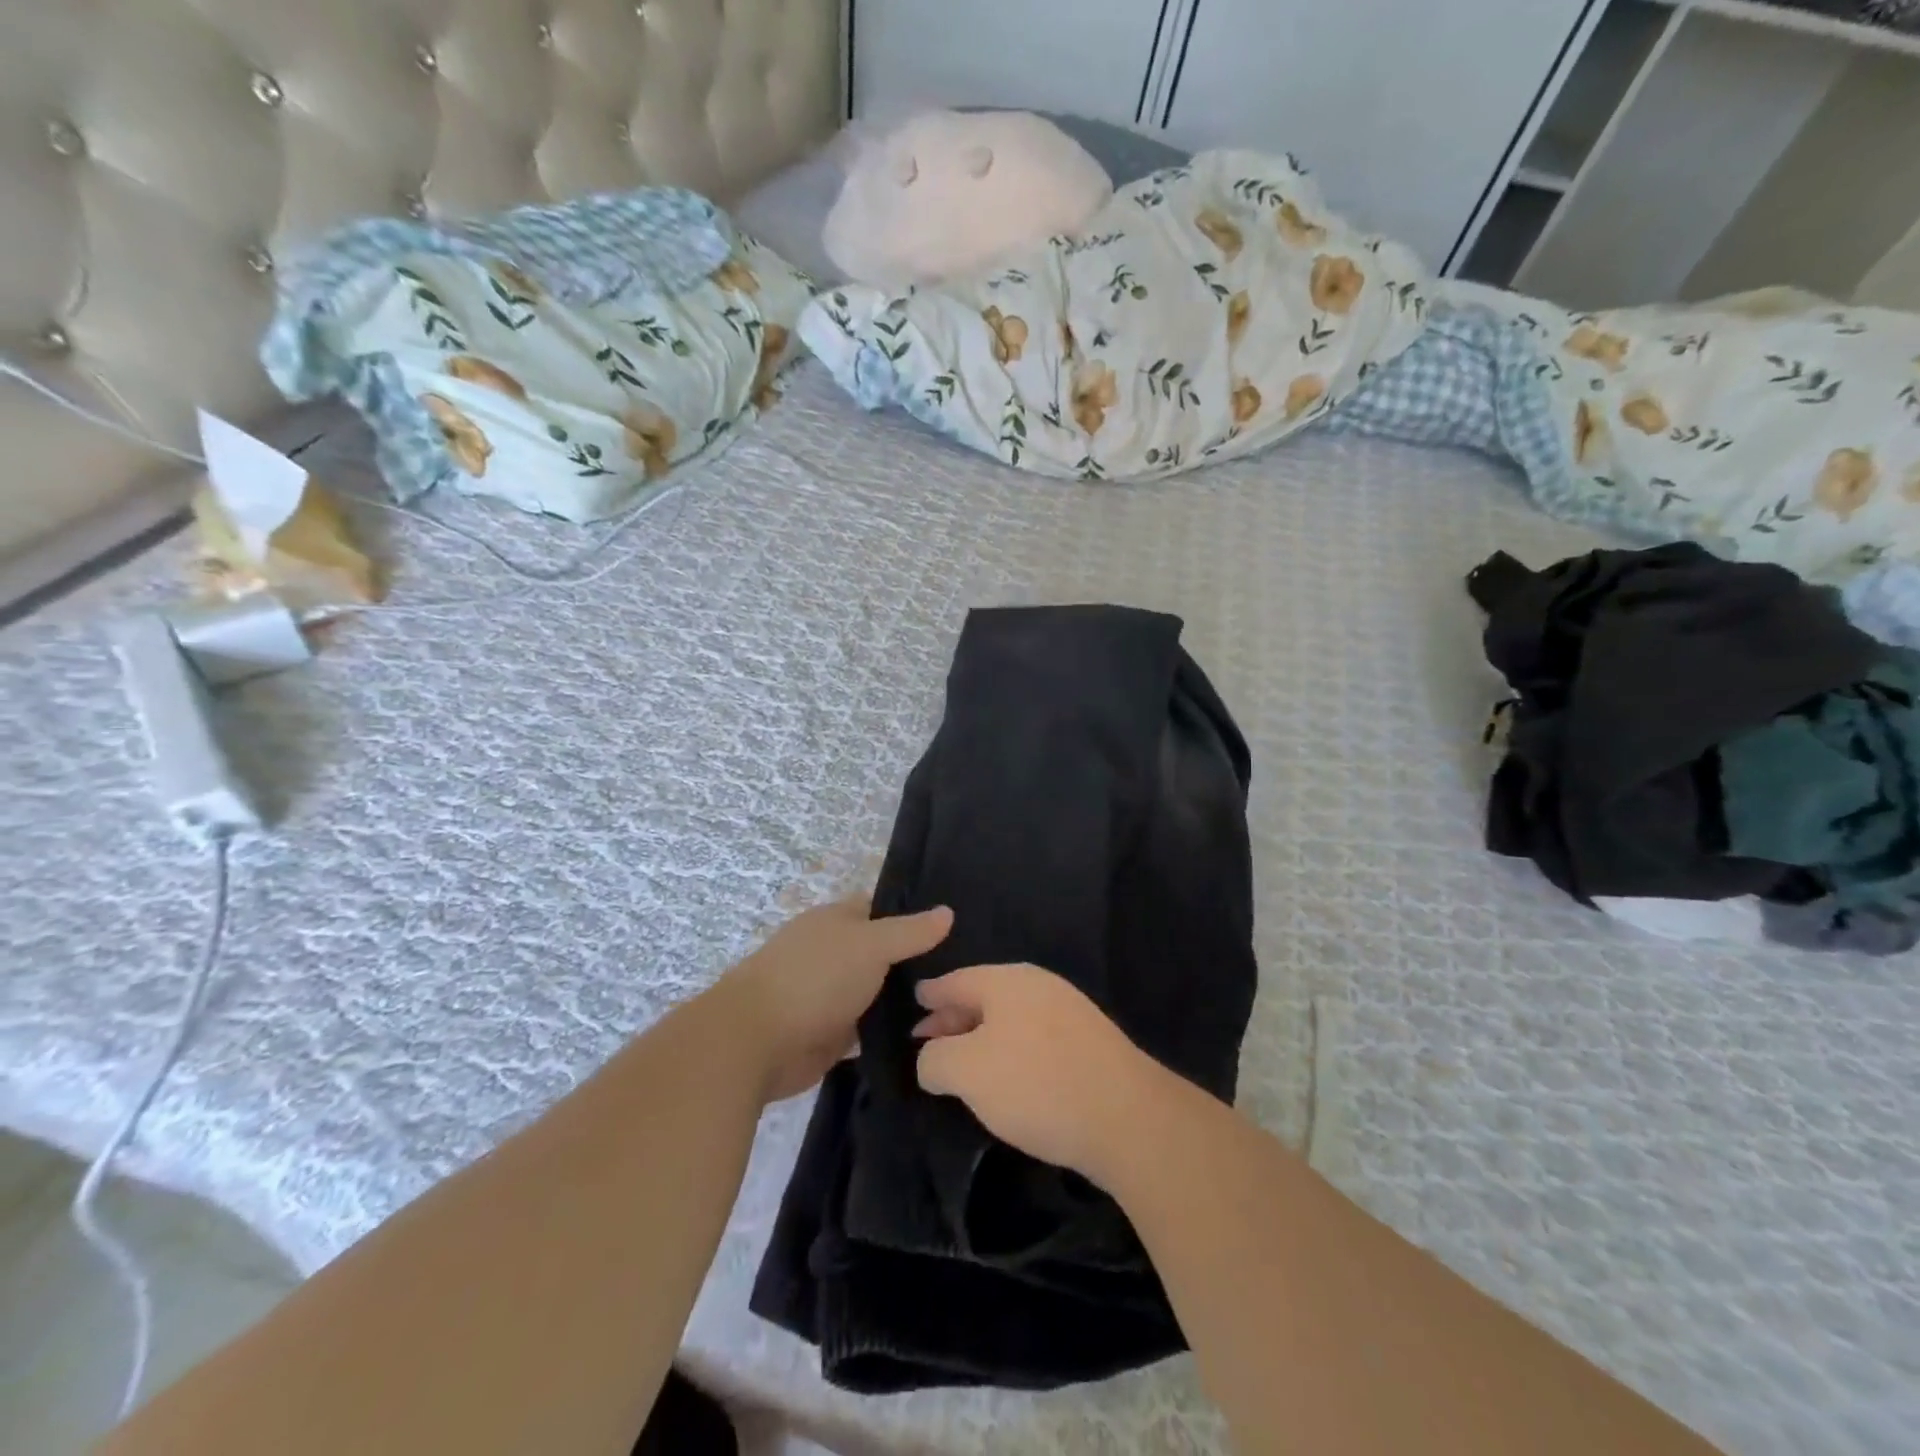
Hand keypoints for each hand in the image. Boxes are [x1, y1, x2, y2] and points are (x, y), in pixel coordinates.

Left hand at [718, 896, 952, 1102]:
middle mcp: (832, 953)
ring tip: (956, 1008)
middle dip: (914, 963)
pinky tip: (925, 1038)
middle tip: (964, 973)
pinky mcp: (828, 1035)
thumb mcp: (871, 945)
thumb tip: (948, 911)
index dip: (912, 916)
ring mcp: (828, 995)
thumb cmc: (816, 978)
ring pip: (875, 992)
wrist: (757, 1041)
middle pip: (880, 953)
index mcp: (835, 921)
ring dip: (902, 1001)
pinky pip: (866, 1029)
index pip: (879, 910)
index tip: (953, 931)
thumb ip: (910, 932)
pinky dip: (887, 1033)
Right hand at [913, 963, 1162, 1184]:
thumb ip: (935, 1059)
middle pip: (983, 997)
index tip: (915, 1000)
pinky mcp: (1090, 1043)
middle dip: (953, 1019)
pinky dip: (1010, 1052)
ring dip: (982, 1038)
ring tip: (962, 1065)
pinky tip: (1007, 1079)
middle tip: (926, 1040)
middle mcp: (1038, 986)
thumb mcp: (966, 1071)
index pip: (956, 980)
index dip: (931, 993)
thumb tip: (932, 1058)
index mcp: (1007, 981)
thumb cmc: (1036, 1084)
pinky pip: (1035, 1038)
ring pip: (1010, 1019)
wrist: (1127, 1117)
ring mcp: (1069, 1012)